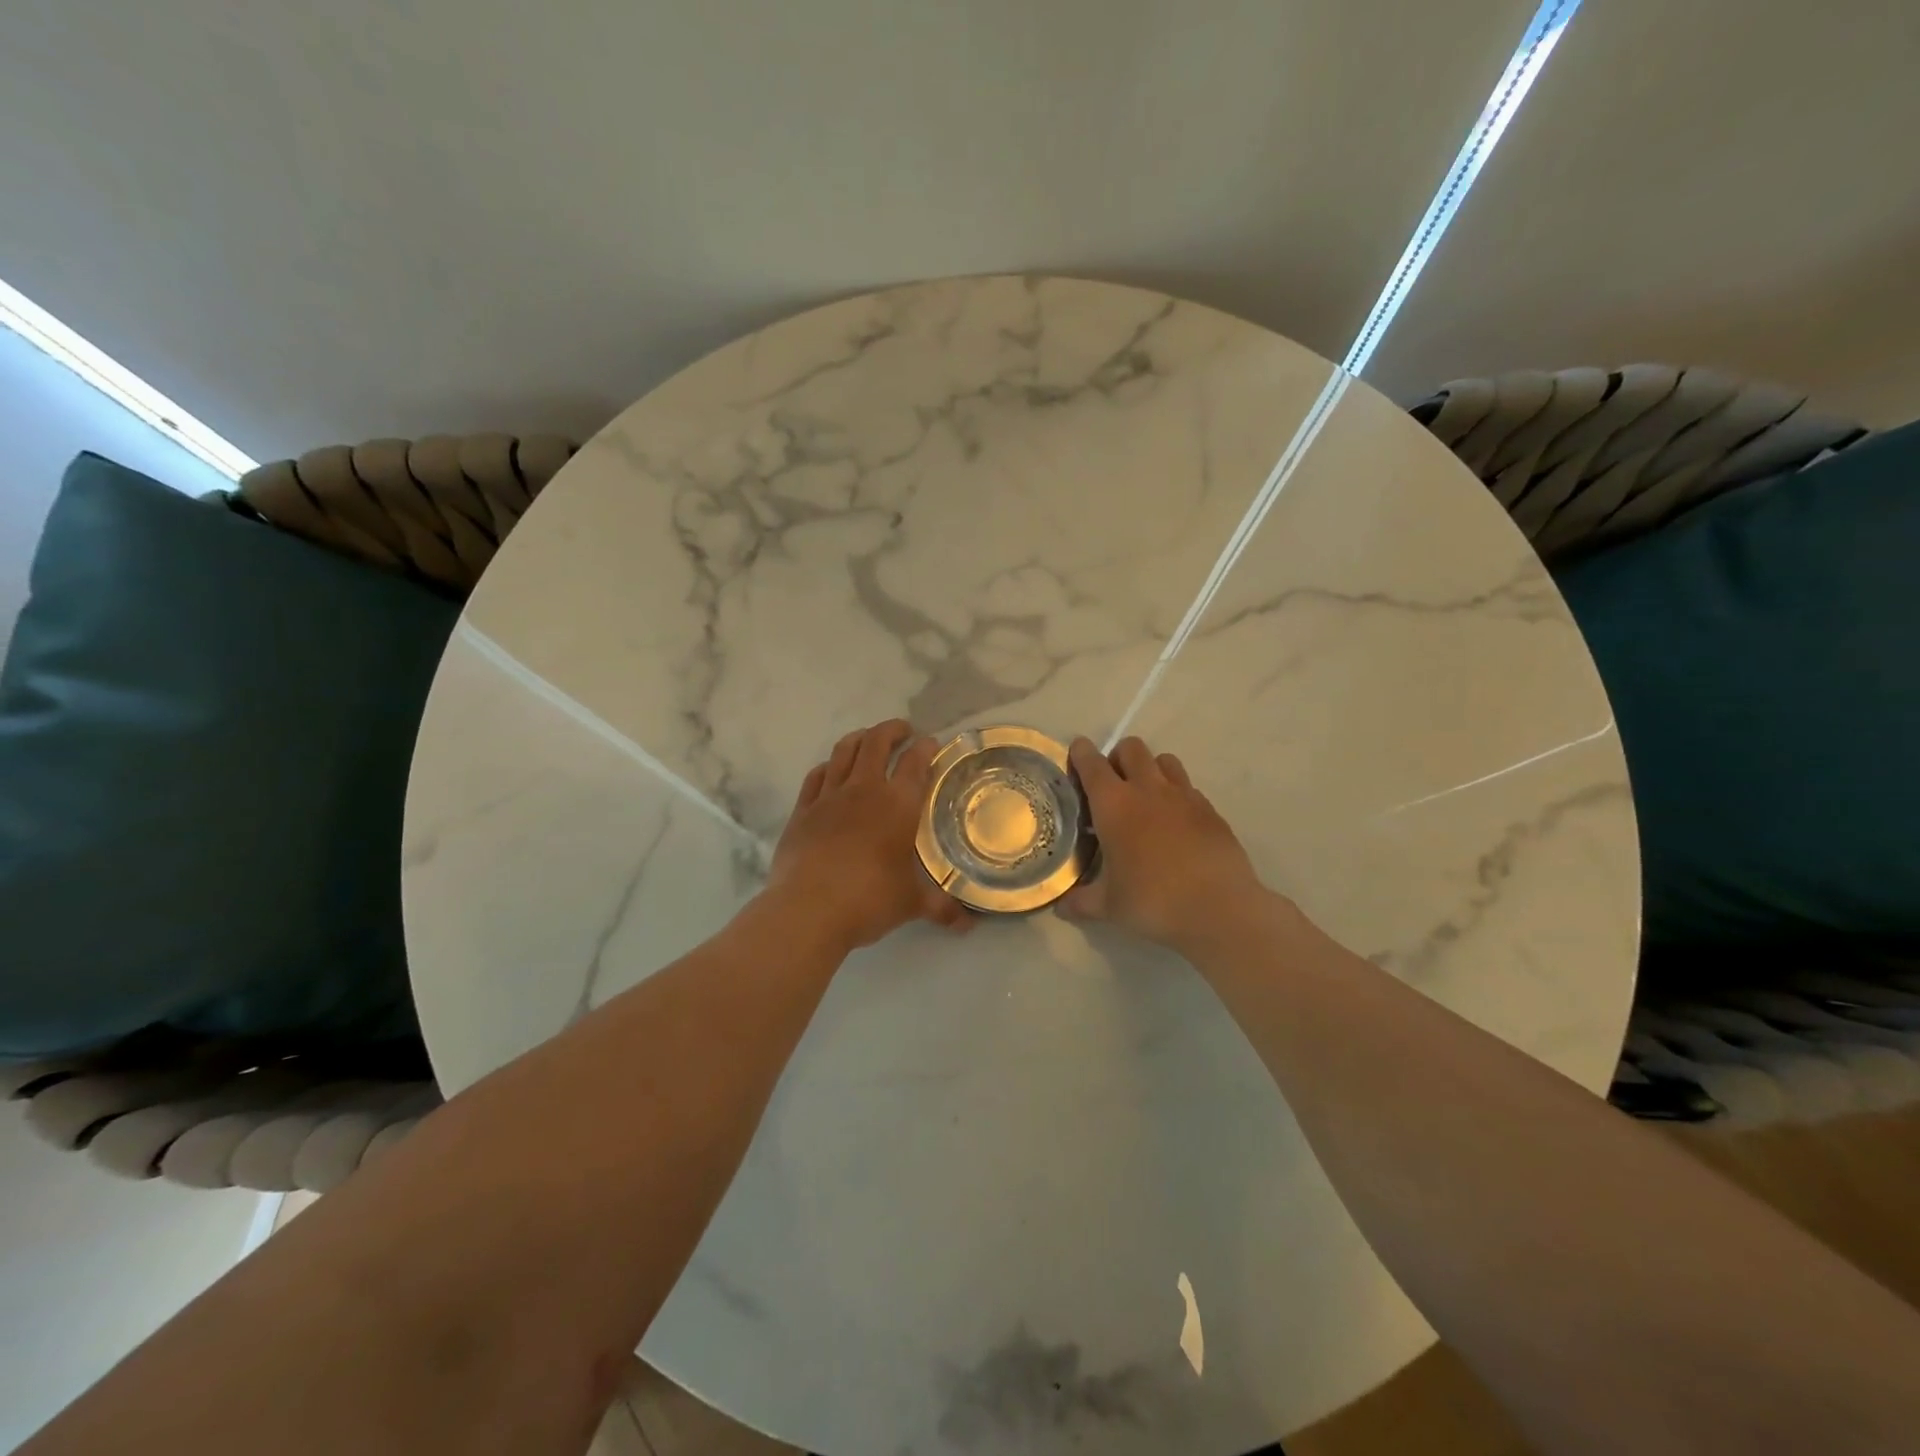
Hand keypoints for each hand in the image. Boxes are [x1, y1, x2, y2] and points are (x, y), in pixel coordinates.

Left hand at [765, 720, 971, 952]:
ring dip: (859, 738)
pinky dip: (828, 766)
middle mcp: (864, 790)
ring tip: (869, 739)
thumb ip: (941, 908)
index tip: (931, 744)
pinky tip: (831, 770)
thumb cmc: (869, 900)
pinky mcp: (802, 810)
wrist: (808, 910)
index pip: (916, 762)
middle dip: (892, 730)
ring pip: (844, 751)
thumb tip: (968, 924)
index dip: (926, 748)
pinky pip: (816, 776)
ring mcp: (828, 797)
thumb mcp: (912, 904)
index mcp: (898, 804)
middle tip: (903, 731)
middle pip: (877, 742)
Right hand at [1058, 736, 1271, 953]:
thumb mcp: (1108, 906)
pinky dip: (1177, 795)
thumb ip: (1081, 901)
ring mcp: (1184, 796)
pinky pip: (1188, 787)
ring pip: (1164, 760)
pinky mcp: (1210, 810)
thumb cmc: (1153, 901)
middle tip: (1112, 784)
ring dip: (1150, 769)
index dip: (1081, 753)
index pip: (1091, 763)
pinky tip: (1175, 823)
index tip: (1077, 752)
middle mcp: (1147, 789)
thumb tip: (1061, 906)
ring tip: (1146, 797)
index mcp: (1114, 804)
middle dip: (1118, 757)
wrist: (1219, 909)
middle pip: (1131, 748)